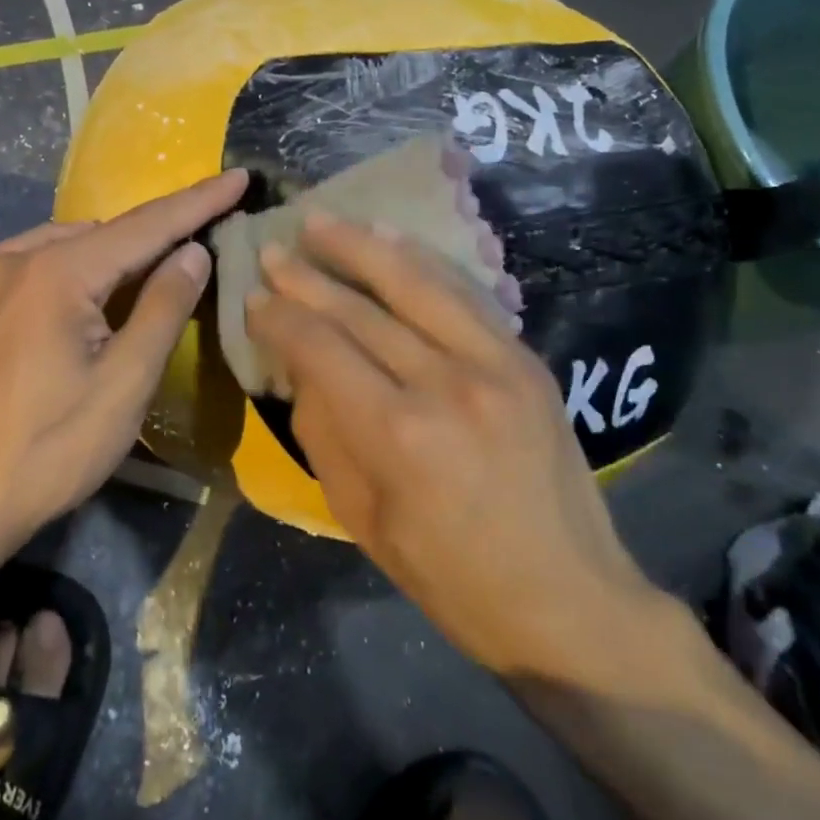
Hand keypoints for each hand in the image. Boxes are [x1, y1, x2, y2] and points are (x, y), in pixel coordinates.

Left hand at [0, 169, 247, 557]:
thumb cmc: (50, 449)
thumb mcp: (124, 383)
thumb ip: (163, 307)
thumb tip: (193, 250)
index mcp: (57, 272)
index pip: (145, 226)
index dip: (198, 202)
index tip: (239, 177)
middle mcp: (18, 260)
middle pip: (106, 233)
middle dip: (158, 233)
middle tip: (206, 235)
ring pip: (71, 247)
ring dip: (118, 252)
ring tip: (156, 268)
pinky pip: (40, 266)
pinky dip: (79, 268)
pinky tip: (92, 293)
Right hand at [244, 213, 672, 687]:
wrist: (567, 599)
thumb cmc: (448, 576)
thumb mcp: (360, 516)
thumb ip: (322, 430)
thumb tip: (299, 366)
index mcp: (396, 433)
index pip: (319, 349)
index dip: (279, 319)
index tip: (253, 299)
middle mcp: (445, 384)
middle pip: (359, 310)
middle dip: (306, 277)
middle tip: (271, 250)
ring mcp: (494, 364)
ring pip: (414, 284)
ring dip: (361, 247)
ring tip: (321, 221)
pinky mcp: (526, 359)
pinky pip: (464, 296)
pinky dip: (422, 263)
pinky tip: (390, 240)